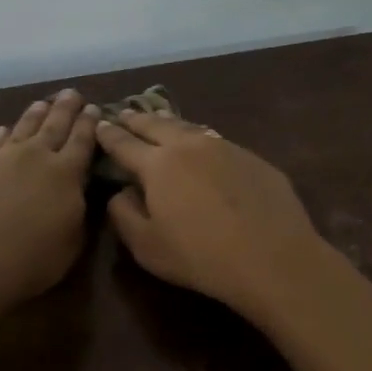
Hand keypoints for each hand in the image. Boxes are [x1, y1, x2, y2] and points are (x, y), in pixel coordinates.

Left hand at [0, 89, 100, 306]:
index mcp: (67, 174)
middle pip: (54, 125)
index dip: (89, 124)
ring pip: (24, 128)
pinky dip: (2, 135)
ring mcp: (2, 159)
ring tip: (43, 103)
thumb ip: (77, 213)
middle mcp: (36, 157)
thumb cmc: (30, 258)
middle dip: (66, 109)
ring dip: (35, 115)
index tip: (95, 108)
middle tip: (73, 93)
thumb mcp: (71, 242)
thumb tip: (77, 194)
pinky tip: (4, 130)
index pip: (83, 141)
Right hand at [95, 110, 327, 320]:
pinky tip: (203, 145)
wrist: (272, 257)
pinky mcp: (253, 158)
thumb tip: (120, 192)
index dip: (109, 135)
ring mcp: (225, 148)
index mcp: (158, 164)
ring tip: (160, 119)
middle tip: (125, 113)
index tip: (99, 125)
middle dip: (137, 119)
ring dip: (170, 123)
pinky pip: (218, 141)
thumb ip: (124, 215)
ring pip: (190, 128)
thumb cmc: (201, 257)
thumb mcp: (147, 247)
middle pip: (157, 125)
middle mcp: (190, 146)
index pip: (125, 144)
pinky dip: (201, 139)